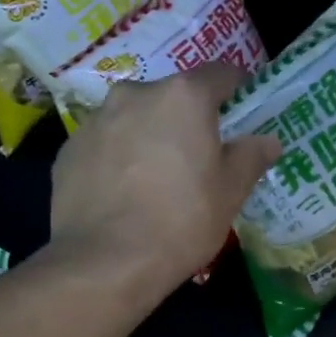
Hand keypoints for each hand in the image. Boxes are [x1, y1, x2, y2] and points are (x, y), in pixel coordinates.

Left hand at [50, 64, 281, 304]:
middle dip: (187, 120)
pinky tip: (123, 195)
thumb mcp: (230, 193)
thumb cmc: (180, 222)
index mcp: (183, 96)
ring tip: (156, 180)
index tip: (243, 114)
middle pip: (172, 96)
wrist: (104, 262)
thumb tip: (268, 140)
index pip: (221, 74)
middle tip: (198, 158)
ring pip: (134, 119)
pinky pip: (104, 145)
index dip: (237, 91)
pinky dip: (117, 159)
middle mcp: (135, 94)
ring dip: (149, 137)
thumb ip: (251, 157)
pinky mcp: (68, 151)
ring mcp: (96, 121)